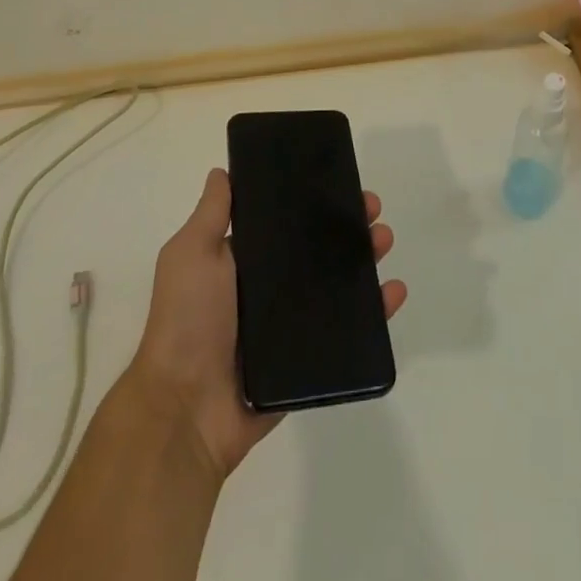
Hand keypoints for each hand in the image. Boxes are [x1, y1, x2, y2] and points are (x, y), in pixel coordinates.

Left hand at [127, 168, 406, 479]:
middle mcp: (270, 289)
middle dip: (349, 226)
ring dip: (367, 260)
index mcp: (245, 261)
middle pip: (320, 250)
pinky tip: (393, 291)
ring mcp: (291, 325)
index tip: (341, 180)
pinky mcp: (309, 360)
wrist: (186, 410)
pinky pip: (349, 332)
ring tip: (384, 241)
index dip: (315, 201)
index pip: (288, 222)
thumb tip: (223, 171)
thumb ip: (211, 214)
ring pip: (339, 285)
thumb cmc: (187, 321)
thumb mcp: (191, 254)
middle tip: (372, 211)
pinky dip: (376, 312)